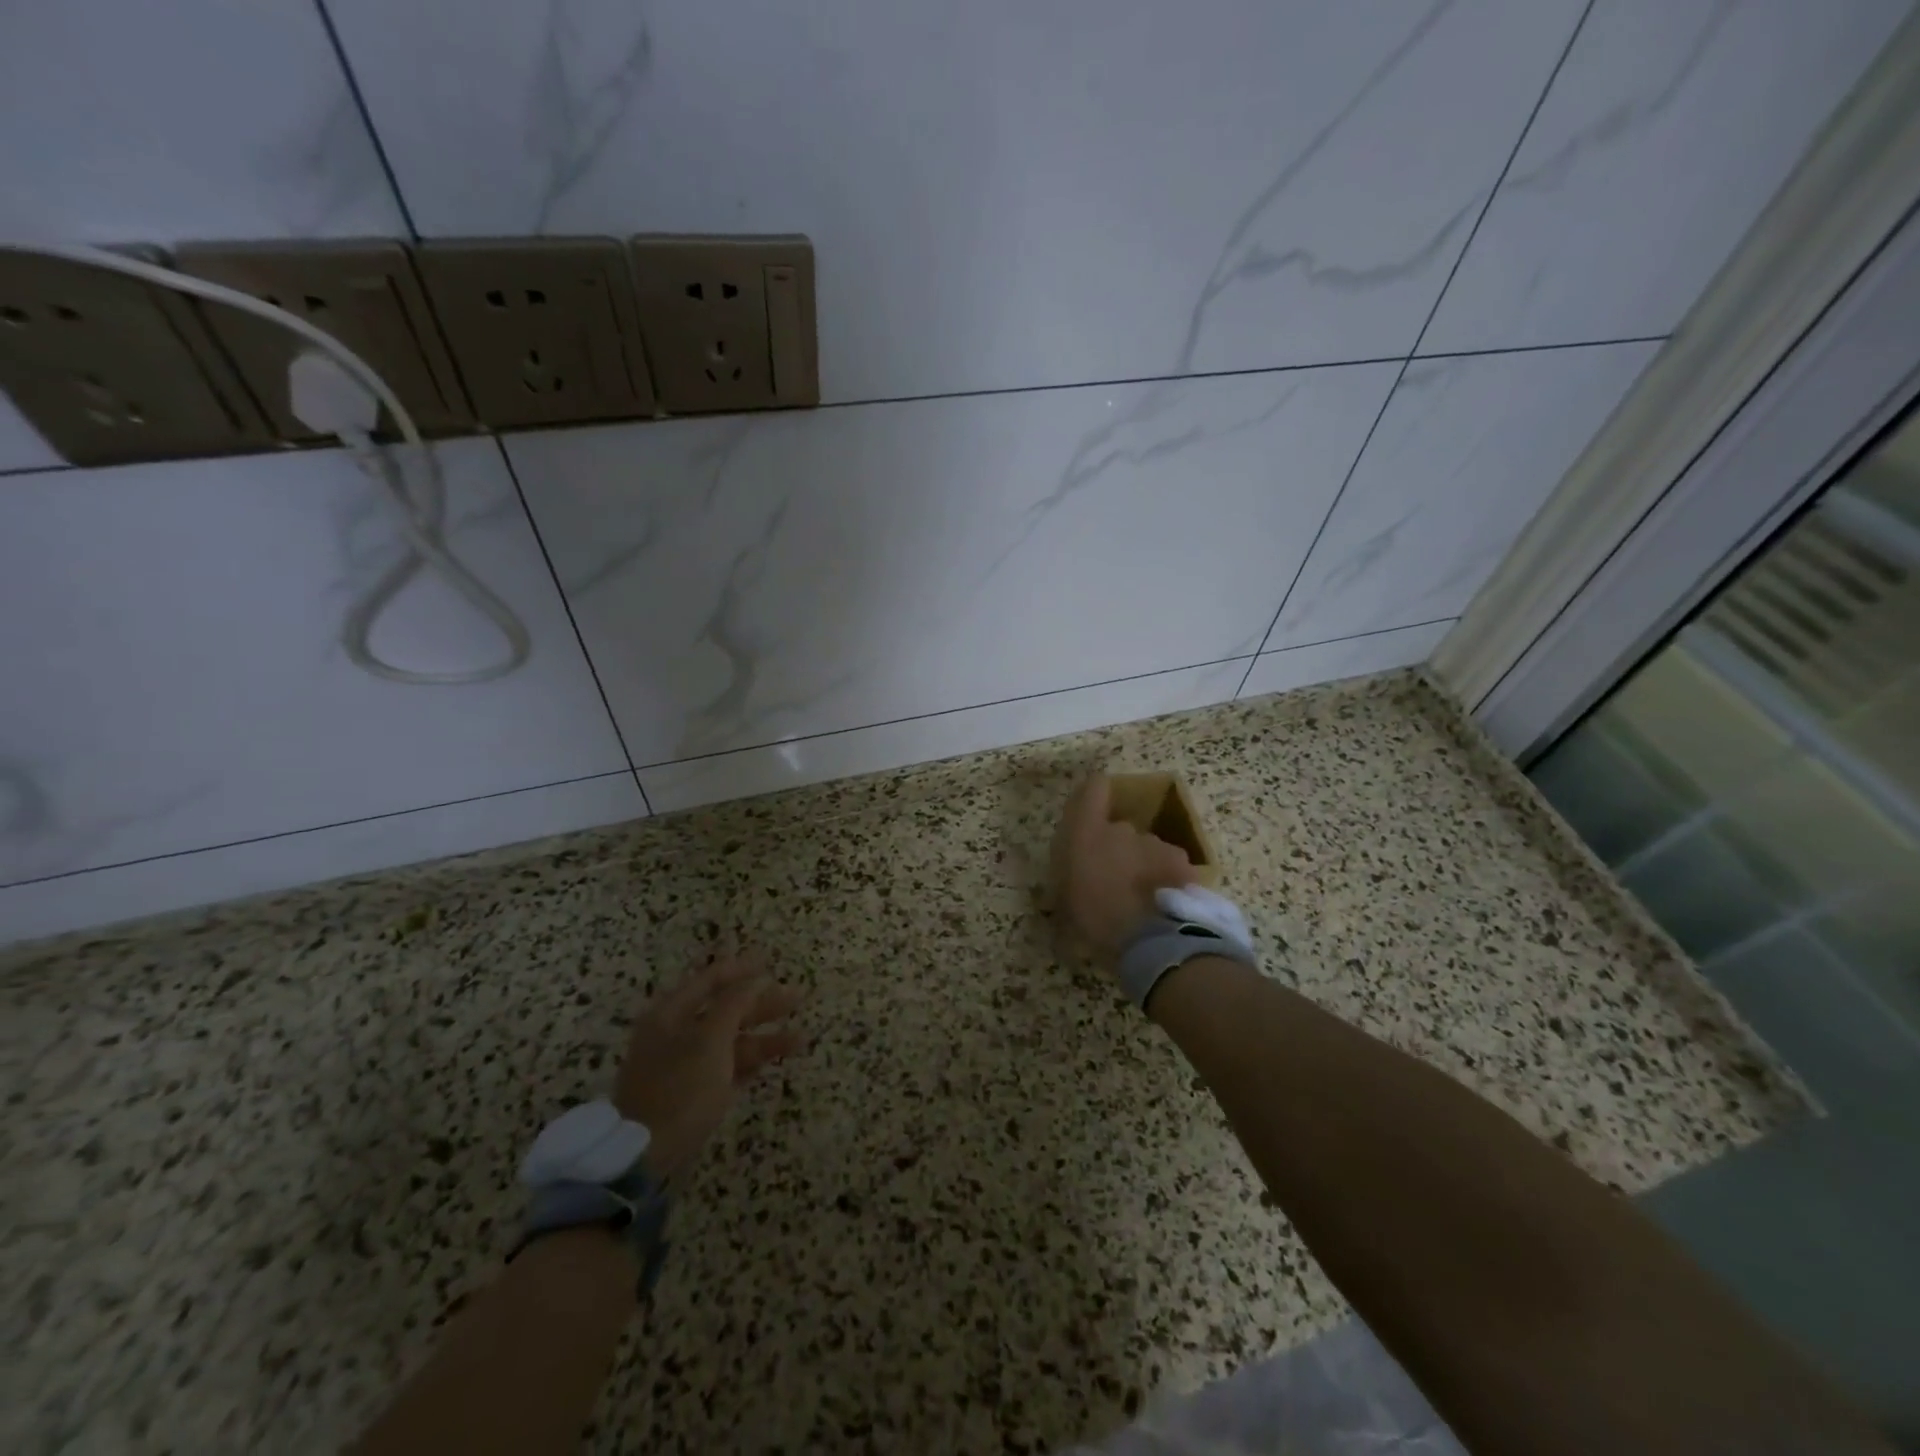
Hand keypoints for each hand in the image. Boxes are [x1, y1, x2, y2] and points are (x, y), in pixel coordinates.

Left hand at [611, 952, 803, 1178]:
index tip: (771, 963)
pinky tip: (776, 1059)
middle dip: (762, 1005)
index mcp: (671, 1014)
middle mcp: (675, 1034)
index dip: (742, 970)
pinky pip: (726, 1067)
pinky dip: (751, 1062)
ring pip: (730, 1041)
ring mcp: (683, 1064)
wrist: (643, 1156)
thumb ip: (735, 1005)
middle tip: (797, 1000)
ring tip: (800, 1039)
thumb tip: (755, 980)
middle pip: (724, 1010)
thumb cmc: (679, 1088)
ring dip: (764, 1038)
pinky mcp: (692, 1092)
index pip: (710, 980)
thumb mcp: (710, 1040)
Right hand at [1052, 774, 1197, 960]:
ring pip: (1146, 848)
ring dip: (1142, 865)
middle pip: (1119, 829)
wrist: (1151, 940)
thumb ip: (1065, 882)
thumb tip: (1066, 879)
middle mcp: (1122, 829)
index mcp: (1087, 834)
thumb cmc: (1096, 922)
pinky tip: (1164, 904)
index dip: (1093, 793)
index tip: (1092, 806)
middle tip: (1114, 882)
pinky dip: (1166, 878)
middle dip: (1117, 850)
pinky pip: (1169, 864)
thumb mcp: (1064, 907)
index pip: (1093, 788)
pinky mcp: (1181, 861)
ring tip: (1142, 899)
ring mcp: (1155, 843)